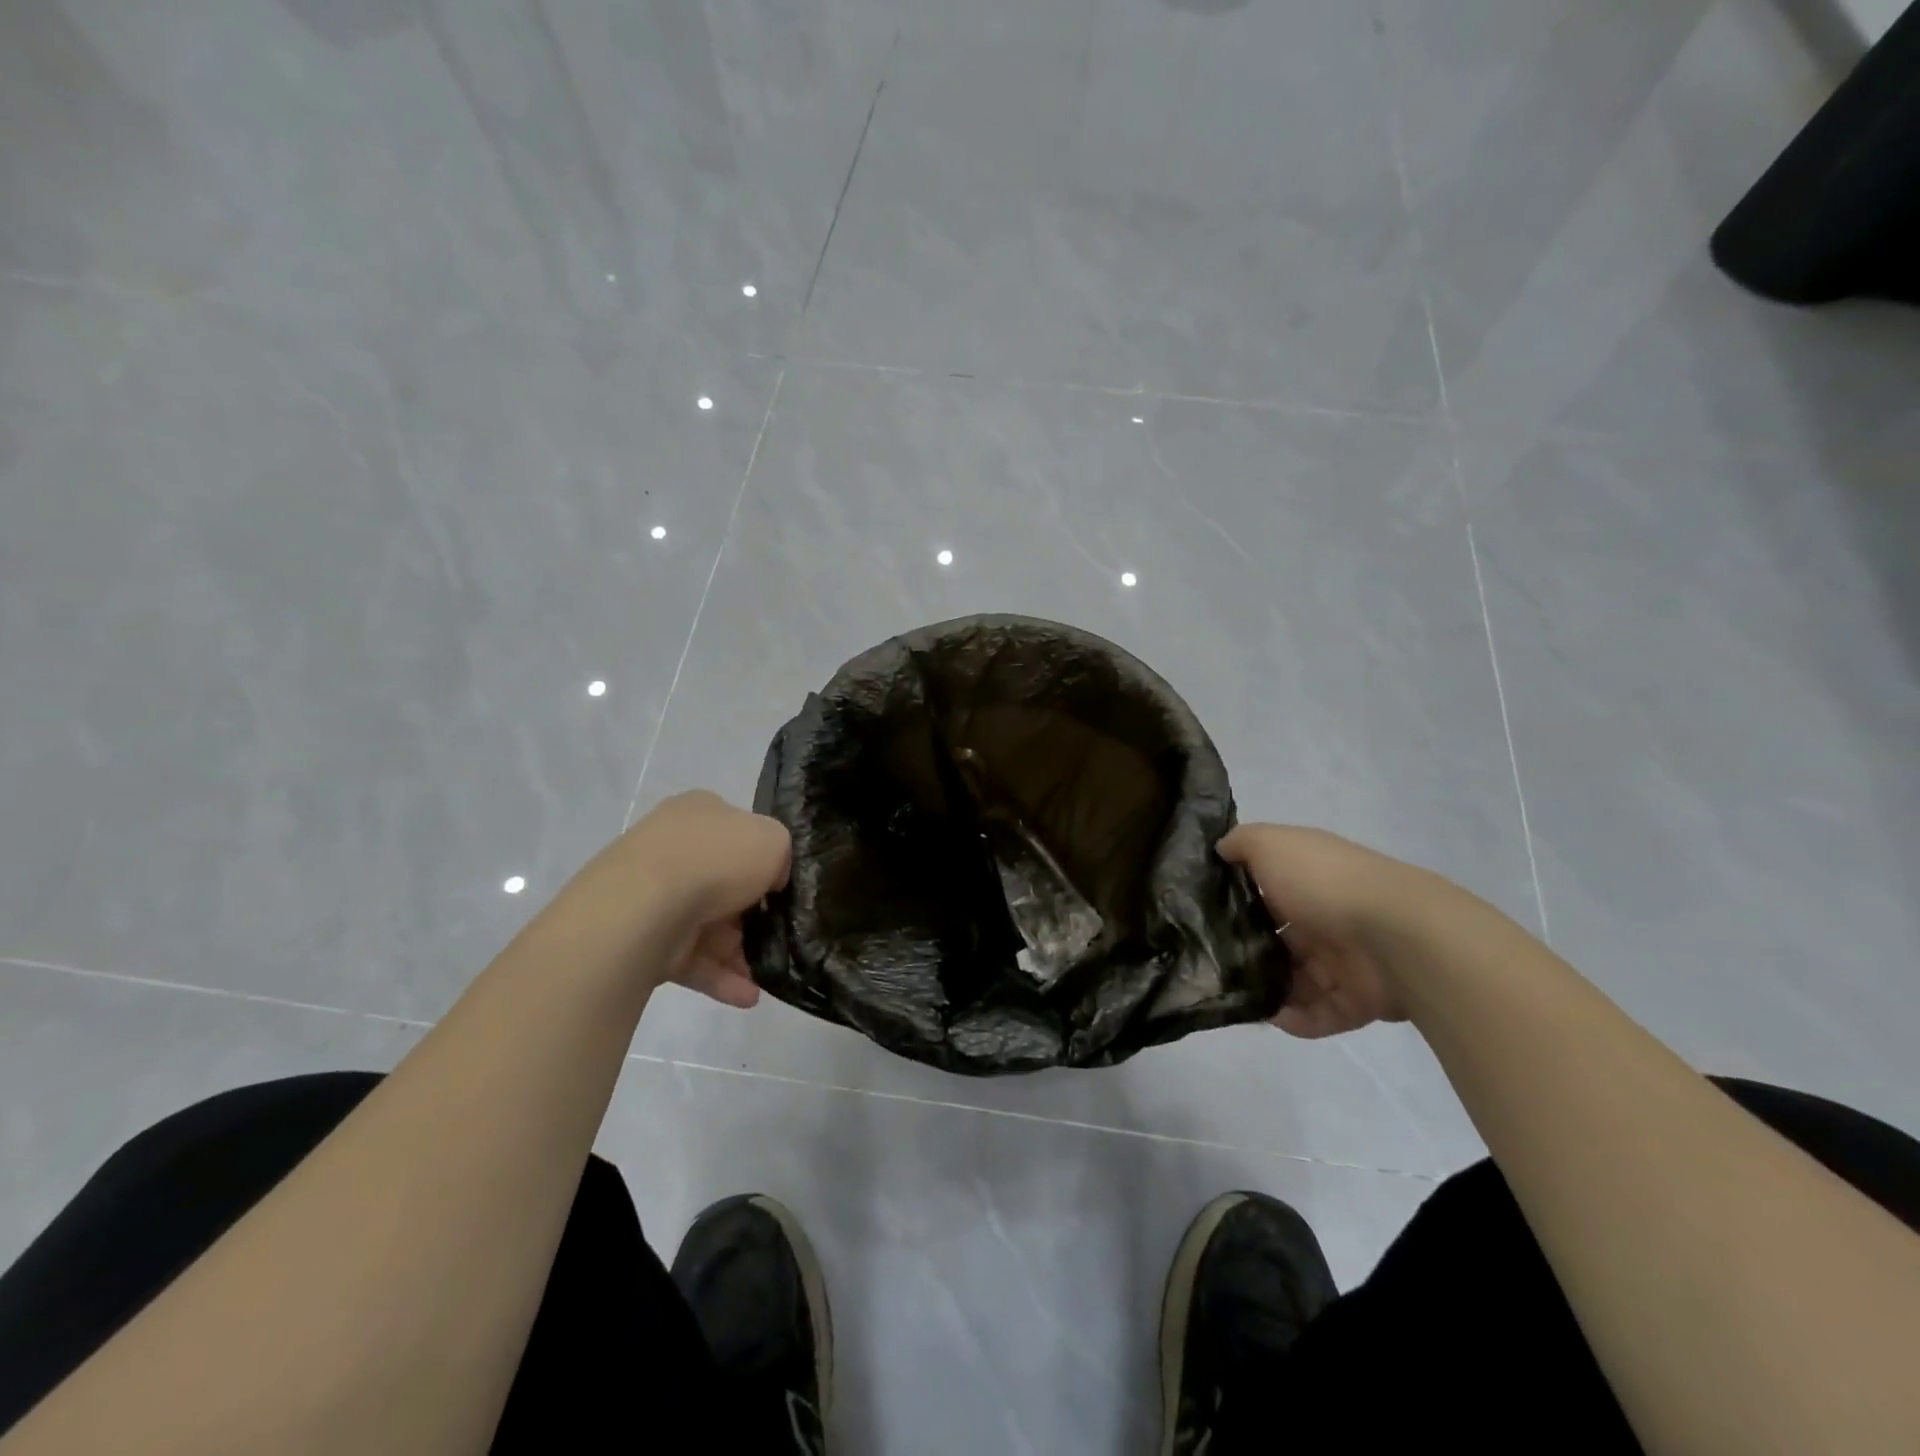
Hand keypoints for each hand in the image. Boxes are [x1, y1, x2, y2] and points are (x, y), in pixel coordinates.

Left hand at [541, 791, 790, 1008]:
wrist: (643, 906)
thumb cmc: (716, 859)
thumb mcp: (774, 839)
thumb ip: (781, 853)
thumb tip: (770, 879)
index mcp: (699, 812)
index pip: (737, 832)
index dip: (763, 859)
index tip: (782, 887)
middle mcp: (672, 847)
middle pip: (724, 883)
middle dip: (753, 915)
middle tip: (781, 935)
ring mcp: (652, 894)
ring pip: (708, 926)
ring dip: (741, 953)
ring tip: (767, 977)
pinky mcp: (643, 938)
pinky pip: (690, 958)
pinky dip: (720, 977)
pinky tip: (748, 996)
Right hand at [1218, 824, 1432, 1038]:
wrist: (1396, 935)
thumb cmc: (1323, 883)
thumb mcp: (1271, 844)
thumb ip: (1241, 844)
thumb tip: (1220, 849)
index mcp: (1306, 879)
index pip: (1265, 889)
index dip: (1235, 899)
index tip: (1202, 913)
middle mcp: (1324, 916)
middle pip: (1276, 938)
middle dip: (1245, 951)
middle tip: (1209, 963)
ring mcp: (1342, 960)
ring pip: (1293, 979)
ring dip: (1265, 988)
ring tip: (1233, 995)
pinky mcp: (1356, 1000)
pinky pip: (1317, 1014)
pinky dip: (1295, 1019)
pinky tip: (1269, 1015)